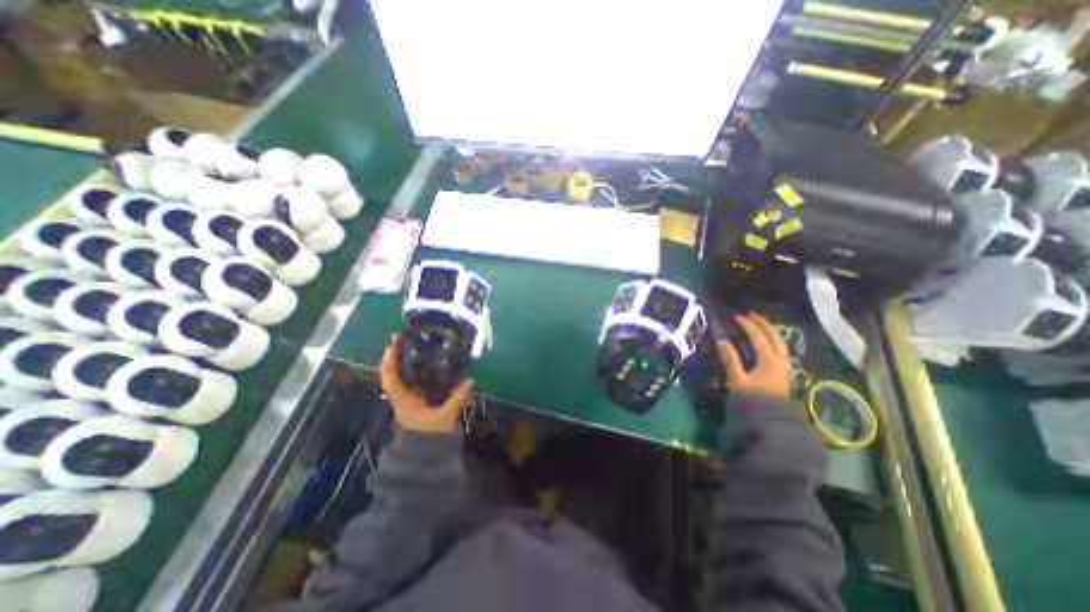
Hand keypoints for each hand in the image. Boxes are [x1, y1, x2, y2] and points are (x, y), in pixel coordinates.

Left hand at [381, 337, 472, 432]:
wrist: (428, 452)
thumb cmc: (432, 435)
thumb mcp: (445, 417)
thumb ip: (456, 398)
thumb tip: (469, 380)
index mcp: (403, 401)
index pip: (390, 379)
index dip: (389, 361)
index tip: (393, 343)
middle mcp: (402, 396)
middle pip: (392, 373)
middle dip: (395, 355)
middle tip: (402, 337)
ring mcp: (409, 396)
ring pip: (401, 374)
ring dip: (404, 359)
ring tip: (412, 343)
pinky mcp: (417, 397)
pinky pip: (413, 378)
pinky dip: (416, 367)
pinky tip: (425, 358)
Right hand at [722, 313, 788, 402]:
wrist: (770, 422)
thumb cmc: (752, 400)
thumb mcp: (737, 380)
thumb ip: (730, 360)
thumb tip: (722, 341)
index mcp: (768, 360)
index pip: (758, 336)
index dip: (747, 325)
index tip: (736, 317)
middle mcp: (779, 361)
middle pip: (774, 337)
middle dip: (763, 324)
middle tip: (751, 314)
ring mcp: (784, 368)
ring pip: (781, 343)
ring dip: (771, 332)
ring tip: (761, 325)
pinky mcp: (783, 374)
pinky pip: (781, 351)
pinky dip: (774, 341)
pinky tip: (768, 344)